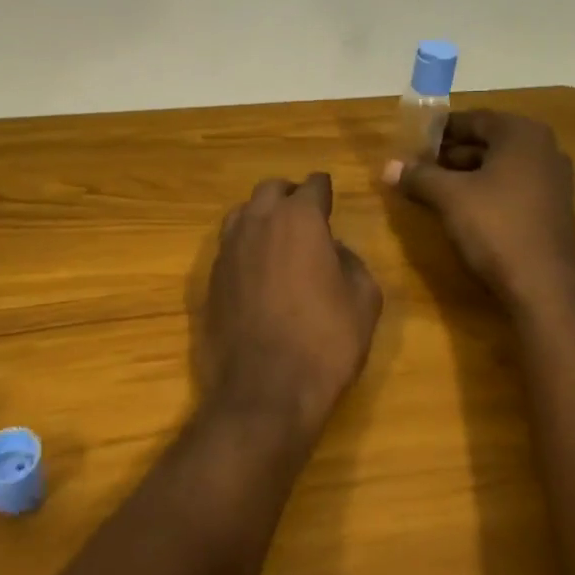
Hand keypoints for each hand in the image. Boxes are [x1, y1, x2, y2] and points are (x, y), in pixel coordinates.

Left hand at [200, 173, 382, 441]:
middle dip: (290, 196)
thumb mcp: (364, 300)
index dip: (324, 190)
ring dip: (262, 216)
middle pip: (271, 190)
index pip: (313, 185)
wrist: (265, 389)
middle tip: (306, 215)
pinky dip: (245, 245)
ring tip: (278, 237)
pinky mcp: (210, 278)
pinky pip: (229, 245)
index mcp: (299, 219)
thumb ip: (352, 262)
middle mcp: (258, 222)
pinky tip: (258, 268)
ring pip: (243, 213)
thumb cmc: (325, 341)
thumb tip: (335, 250)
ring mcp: (228, 249)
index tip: (330, 198)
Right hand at [383, 110, 574, 311]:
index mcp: (521, 134)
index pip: (472, 119)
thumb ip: (418, 176)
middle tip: (418, 167)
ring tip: (432, 189)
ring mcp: (553, 180)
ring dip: (466, 174)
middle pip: (487, 142)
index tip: (412, 144)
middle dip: (450, 153)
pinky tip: (461, 209)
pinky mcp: (552, 209)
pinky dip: (486, 191)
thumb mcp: (449, 198)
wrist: (544, 287)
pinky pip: (512, 187)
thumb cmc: (496, 228)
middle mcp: (544, 148)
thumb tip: (388, 166)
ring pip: (499, 166)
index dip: (438, 131)